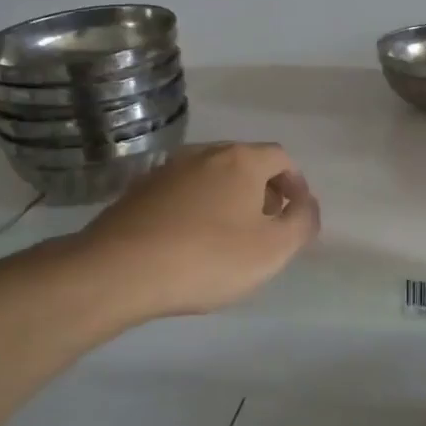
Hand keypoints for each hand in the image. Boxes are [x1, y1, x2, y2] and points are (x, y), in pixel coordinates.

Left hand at [79, 142, 319, 323]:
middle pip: (245, 163)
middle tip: (266, 227)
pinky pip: (182, 193)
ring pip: (211, 177)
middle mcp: (204, 153)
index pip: (281, 158)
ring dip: (228, 199)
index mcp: (241, 160)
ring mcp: (167, 169)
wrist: (118, 271)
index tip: (295, 216)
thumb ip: (302, 222)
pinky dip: (196, 208)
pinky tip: (190, 241)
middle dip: (262, 190)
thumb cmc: (207, 258)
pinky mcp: (138, 191)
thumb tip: (307, 204)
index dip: (296, 185)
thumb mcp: (273, 249)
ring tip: (229, 237)